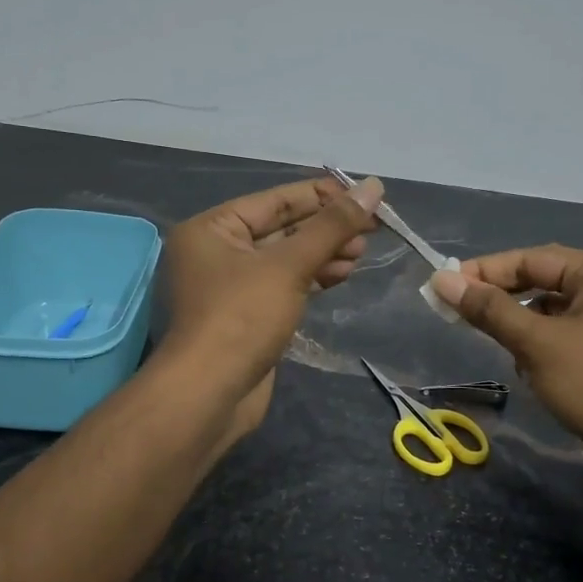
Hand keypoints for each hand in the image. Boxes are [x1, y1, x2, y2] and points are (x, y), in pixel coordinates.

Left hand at [160, 174, 383, 435]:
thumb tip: (373, 187)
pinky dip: (312, 278)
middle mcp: (216, 252)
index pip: (275, 201)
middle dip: (326, 229)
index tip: (365, 196)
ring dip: (324, 254)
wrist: (210, 394)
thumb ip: (332, 226)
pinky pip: (283, 285)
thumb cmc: (242, 317)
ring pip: (285, 259)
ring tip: (361, 253)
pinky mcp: (246, 315)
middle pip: (282, 229)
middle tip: (371, 229)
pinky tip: (342, 274)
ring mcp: (231, 286)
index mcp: (212, 228)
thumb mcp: (288, 265)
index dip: (322, 196)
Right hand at [430, 246, 582, 516]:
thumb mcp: (535, 343)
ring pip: (551, 312)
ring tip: (499, 346)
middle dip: (502, 300)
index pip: (531, 258)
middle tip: (458, 312)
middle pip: (542, 281)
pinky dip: (541, 347)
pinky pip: (564, 335)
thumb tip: (442, 280)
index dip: (485, 271)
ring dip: (521, 327)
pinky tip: (529, 370)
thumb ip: (489, 309)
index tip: (443, 285)